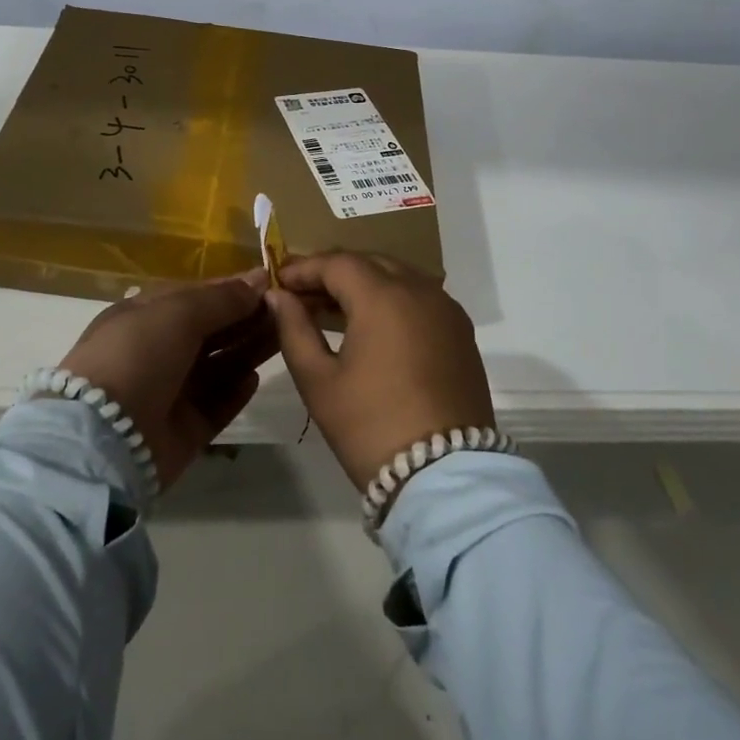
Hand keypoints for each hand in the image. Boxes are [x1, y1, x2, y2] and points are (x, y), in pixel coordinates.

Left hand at [58, 271, 276, 490]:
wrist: (104, 437)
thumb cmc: (137, 355)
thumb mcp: (177, 312)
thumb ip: (221, 298)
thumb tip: (257, 278)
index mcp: (145, 316)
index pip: (196, 296)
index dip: (232, 289)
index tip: (271, 283)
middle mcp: (157, 351)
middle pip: (211, 331)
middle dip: (247, 319)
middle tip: (289, 309)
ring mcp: (170, 392)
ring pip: (219, 365)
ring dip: (248, 350)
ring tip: (285, 337)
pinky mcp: (184, 430)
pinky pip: (217, 405)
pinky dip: (236, 391)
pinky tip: (255, 378)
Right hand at [267, 253, 495, 489]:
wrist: (444, 476)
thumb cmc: (370, 426)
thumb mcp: (319, 380)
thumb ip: (294, 329)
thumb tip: (278, 296)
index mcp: (383, 296)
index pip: (337, 263)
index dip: (304, 268)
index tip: (279, 280)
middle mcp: (420, 290)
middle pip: (370, 263)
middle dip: (334, 272)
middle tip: (303, 294)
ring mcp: (446, 309)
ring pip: (399, 276)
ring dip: (365, 284)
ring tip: (334, 309)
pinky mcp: (461, 332)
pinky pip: (421, 297)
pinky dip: (393, 299)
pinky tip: (373, 325)